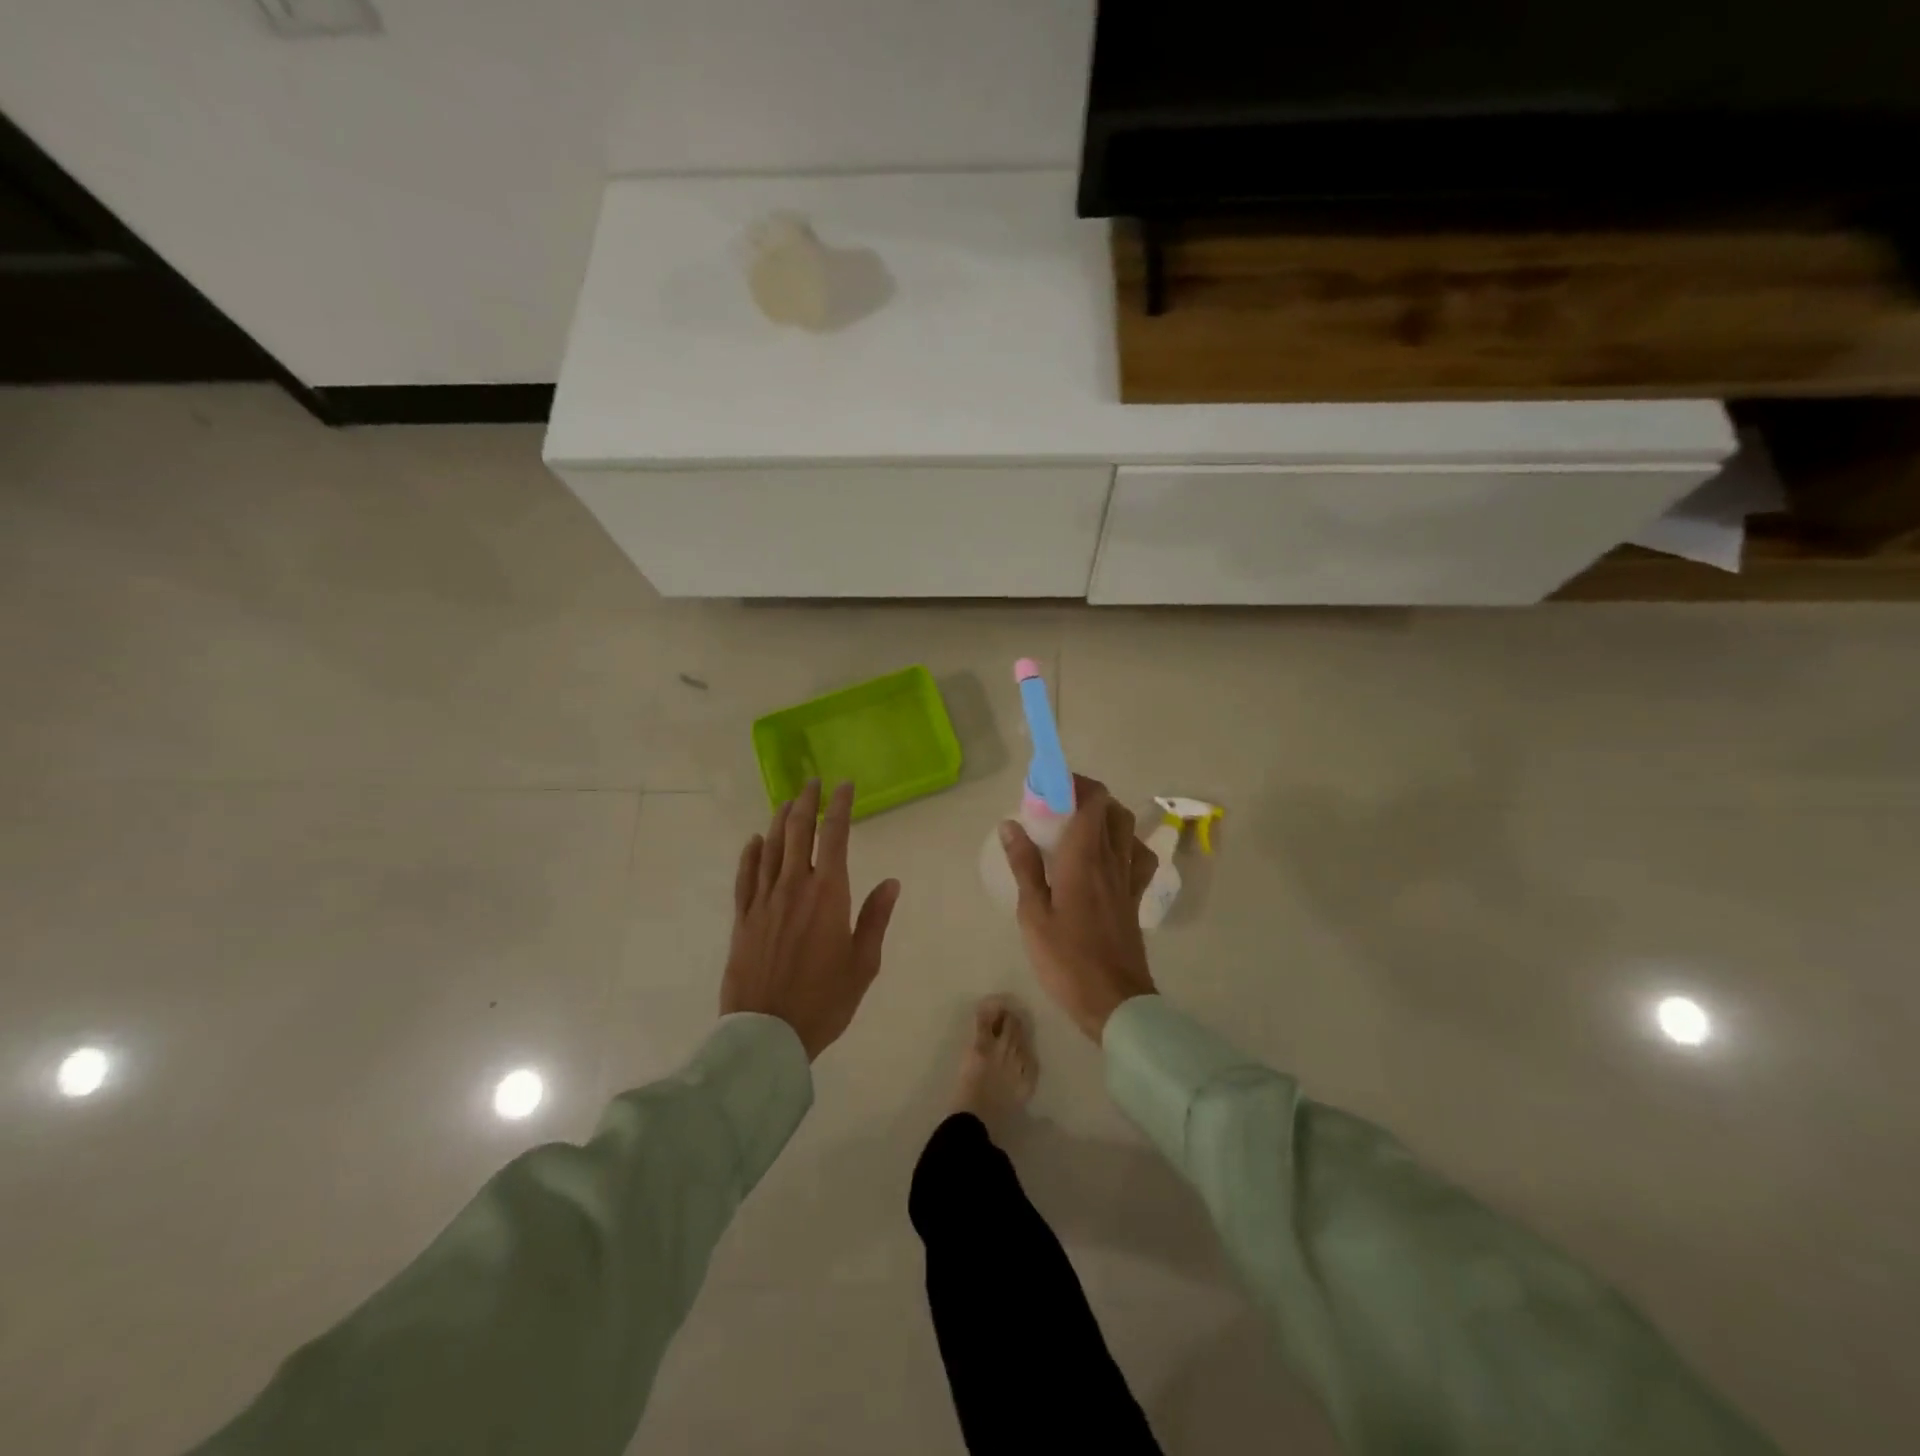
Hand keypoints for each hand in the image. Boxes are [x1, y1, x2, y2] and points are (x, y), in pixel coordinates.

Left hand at [722, 780, 900, 1061]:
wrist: (767, 1033)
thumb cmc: (824, 1000)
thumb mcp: (863, 963)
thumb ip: (875, 918)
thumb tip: (890, 882)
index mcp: (828, 893)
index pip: (834, 835)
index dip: (840, 806)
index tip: (844, 785)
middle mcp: (793, 886)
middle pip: (797, 831)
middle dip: (806, 802)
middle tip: (812, 782)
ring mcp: (764, 900)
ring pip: (771, 847)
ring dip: (780, 820)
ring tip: (788, 802)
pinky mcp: (743, 918)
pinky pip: (746, 876)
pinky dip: (751, 854)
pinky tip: (755, 841)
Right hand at [1000, 774, 1157, 1041]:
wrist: (1114, 1001)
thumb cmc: (1066, 958)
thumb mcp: (1033, 913)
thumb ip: (1025, 865)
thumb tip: (1011, 824)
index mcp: (1085, 858)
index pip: (1092, 800)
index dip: (1074, 784)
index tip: (1047, 787)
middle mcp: (1112, 859)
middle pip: (1112, 809)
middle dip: (1087, 796)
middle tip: (1057, 807)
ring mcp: (1129, 879)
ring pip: (1127, 829)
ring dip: (1106, 817)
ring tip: (1079, 828)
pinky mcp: (1135, 898)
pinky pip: (1137, 857)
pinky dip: (1124, 844)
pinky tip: (1107, 858)